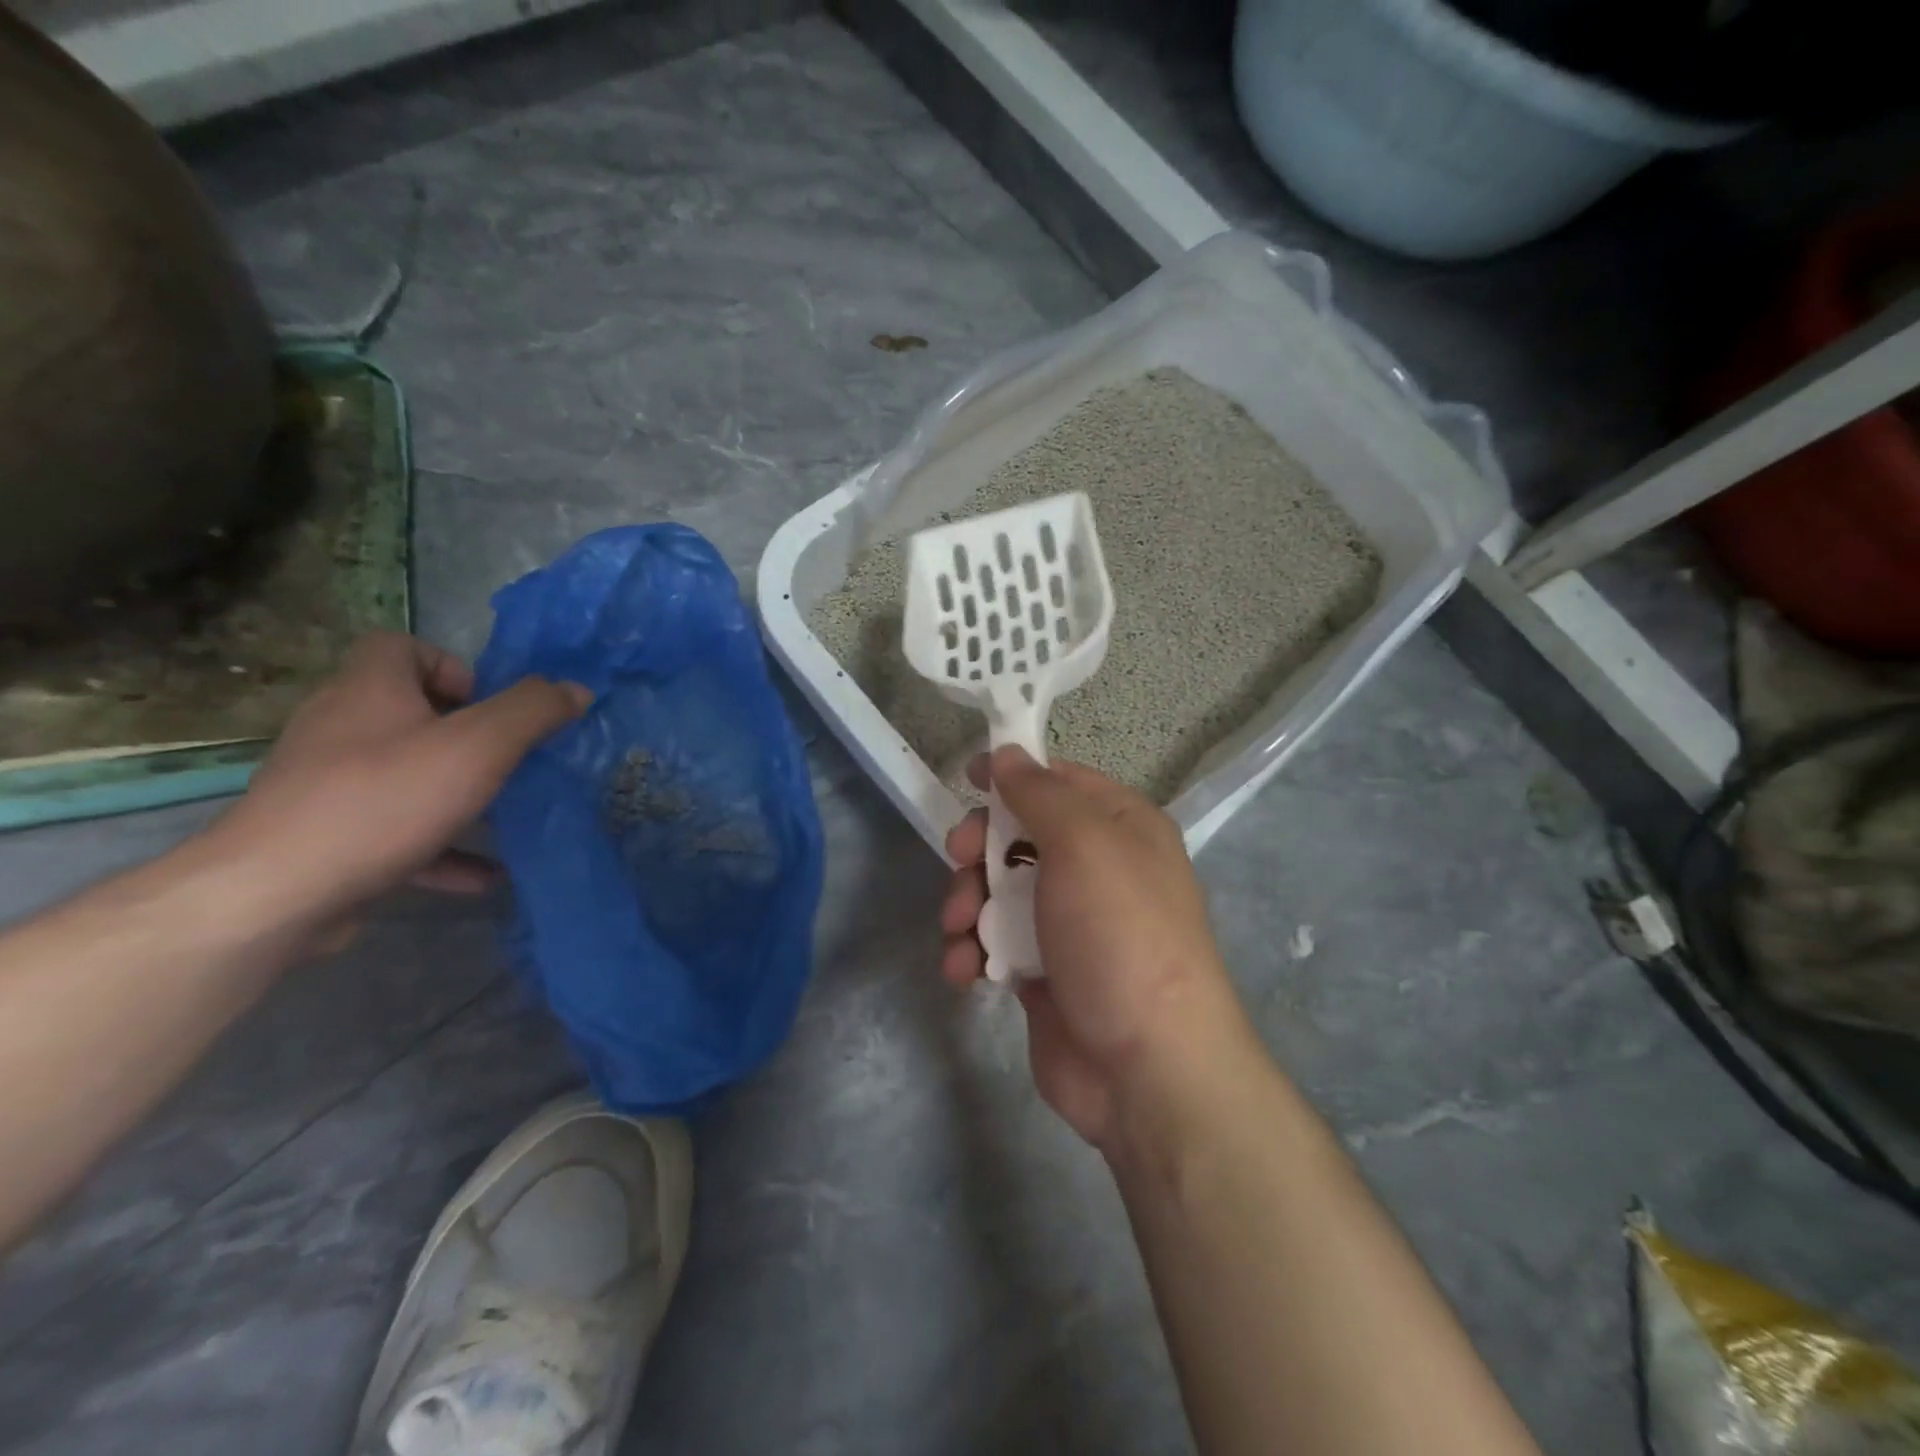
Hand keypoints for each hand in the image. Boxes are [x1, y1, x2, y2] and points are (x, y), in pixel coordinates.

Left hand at [209, 633, 587, 935]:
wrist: (276, 893)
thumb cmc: (385, 799)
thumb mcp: (480, 746)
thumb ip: (533, 712)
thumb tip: (576, 689)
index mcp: (369, 691)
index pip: (398, 646)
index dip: (449, 665)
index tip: (486, 706)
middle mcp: (339, 728)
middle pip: (406, 712)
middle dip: (464, 735)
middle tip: (505, 761)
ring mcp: (327, 785)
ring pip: (403, 775)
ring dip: (456, 793)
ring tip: (503, 817)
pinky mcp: (327, 837)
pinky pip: (396, 831)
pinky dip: (440, 847)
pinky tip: (483, 875)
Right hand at [940, 746, 1256, 1155]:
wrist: (1146, 1068)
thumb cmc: (1120, 935)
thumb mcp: (1084, 844)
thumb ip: (1040, 793)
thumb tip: (1008, 754)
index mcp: (1121, 828)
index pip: (1060, 781)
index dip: (1013, 775)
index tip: (966, 778)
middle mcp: (1098, 869)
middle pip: (1020, 835)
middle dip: (980, 846)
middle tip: (958, 858)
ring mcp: (1069, 924)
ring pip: (999, 890)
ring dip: (968, 903)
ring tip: (960, 930)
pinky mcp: (1043, 972)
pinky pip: (996, 942)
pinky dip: (973, 950)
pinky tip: (963, 969)